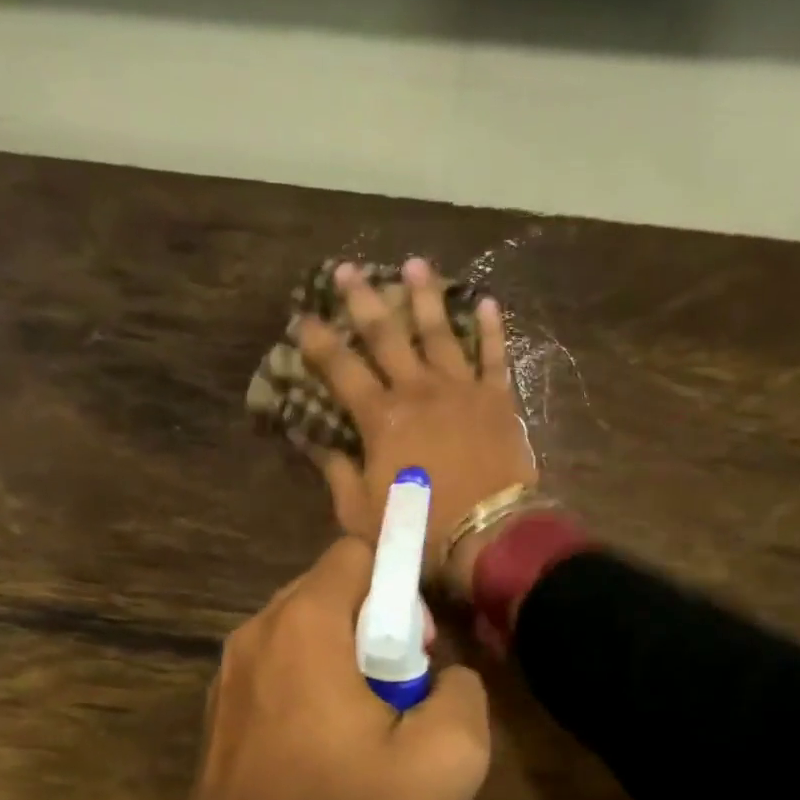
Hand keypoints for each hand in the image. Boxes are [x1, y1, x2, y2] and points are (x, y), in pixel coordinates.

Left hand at [159, 538, 491, 799]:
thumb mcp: (447, 762)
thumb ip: (464, 691)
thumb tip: (443, 675)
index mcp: (303, 625)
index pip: (356, 553)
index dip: (400, 585)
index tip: (419, 647)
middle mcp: (256, 633)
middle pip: (331, 591)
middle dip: (377, 627)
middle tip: (401, 695)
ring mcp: (228, 674)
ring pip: (304, 632)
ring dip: (345, 661)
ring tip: (367, 730)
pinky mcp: (219, 713)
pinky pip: (279, 670)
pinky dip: (310, 687)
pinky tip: (326, 753)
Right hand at [299, 260, 537, 596]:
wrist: (488, 535)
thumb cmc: (418, 527)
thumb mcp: (359, 510)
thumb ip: (335, 470)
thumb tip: (309, 440)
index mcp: (381, 417)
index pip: (340, 368)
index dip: (318, 341)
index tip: (302, 317)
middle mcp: (418, 390)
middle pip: (386, 336)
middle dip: (363, 300)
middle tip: (347, 269)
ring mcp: (461, 389)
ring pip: (439, 332)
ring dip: (425, 297)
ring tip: (414, 264)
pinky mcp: (497, 399)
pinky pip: (493, 356)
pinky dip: (490, 329)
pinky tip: (485, 302)